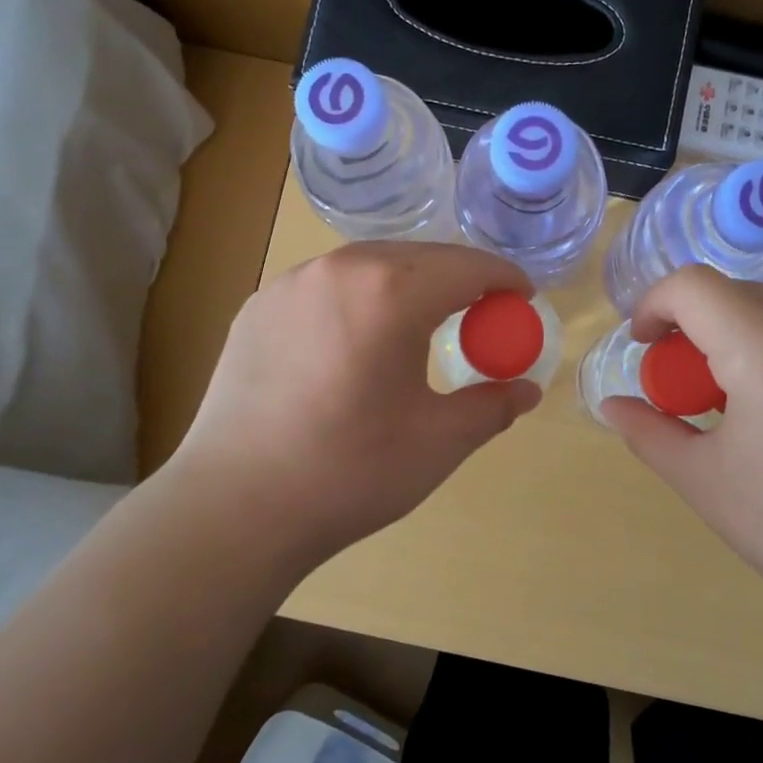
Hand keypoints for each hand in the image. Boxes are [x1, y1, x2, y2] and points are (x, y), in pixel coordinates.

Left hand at [167, 241, 541, 567]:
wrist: (236, 506)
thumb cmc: (350, 472)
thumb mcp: (438, 441)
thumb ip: (491, 406)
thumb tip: (526, 391)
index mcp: (391, 292)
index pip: (467, 267)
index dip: (503, 280)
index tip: (523, 298)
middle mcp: (339, 269)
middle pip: (418, 256)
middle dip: (459, 277)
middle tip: (480, 313)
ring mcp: (290, 283)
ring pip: (368, 264)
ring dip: (407, 282)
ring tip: (422, 320)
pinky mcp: (257, 306)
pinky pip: (326, 284)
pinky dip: (359, 296)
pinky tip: (359, 337)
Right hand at [601, 266, 762, 621]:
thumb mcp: (704, 482)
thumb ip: (648, 431)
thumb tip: (611, 406)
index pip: (692, 286)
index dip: (653, 305)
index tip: (644, 347)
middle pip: (730, 292)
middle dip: (691, 326)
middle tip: (684, 387)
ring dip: (732, 332)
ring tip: (732, 398)